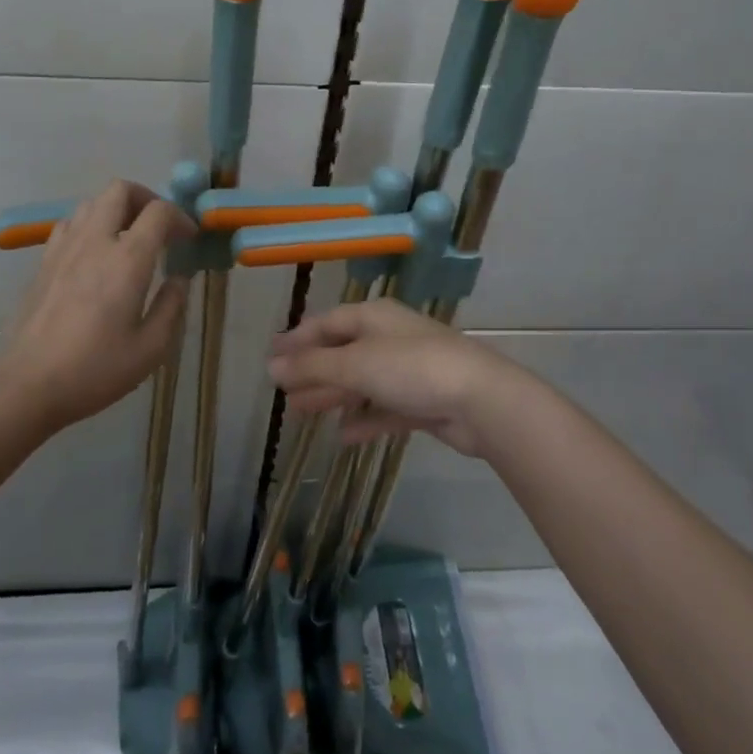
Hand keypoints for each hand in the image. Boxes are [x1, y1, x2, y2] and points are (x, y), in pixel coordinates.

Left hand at [0, 180, 193, 430]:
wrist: (27, 383)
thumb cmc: (95, 369)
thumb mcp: (150, 348)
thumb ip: (171, 306)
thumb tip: (179, 279)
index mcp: (127, 260)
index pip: (158, 212)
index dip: (180, 217)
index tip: (188, 239)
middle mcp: (94, 242)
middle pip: (119, 190)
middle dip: (146, 198)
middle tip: (159, 227)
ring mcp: (63, 248)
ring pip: (91, 202)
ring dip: (116, 210)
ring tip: (129, 238)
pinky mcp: (43, 261)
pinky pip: (69, 224)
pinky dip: (89, 225)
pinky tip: (95, 254)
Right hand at [267, 299, 542, 458]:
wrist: (481, 401)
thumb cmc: (412, 369)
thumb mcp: (356, 363)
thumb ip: (312, 366)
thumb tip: (271, 367)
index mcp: (373, 318)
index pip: (326, 323)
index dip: (297, 339)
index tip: (271, 357)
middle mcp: (389, 338)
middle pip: (342, 353)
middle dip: (311, 371)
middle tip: (281, 391)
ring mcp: (408, 371)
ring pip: (361, 382)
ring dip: (332, 396)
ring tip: (302, 413)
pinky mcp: (423, 402)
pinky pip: (384, 409)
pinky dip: (363, 419)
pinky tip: (343, 436)